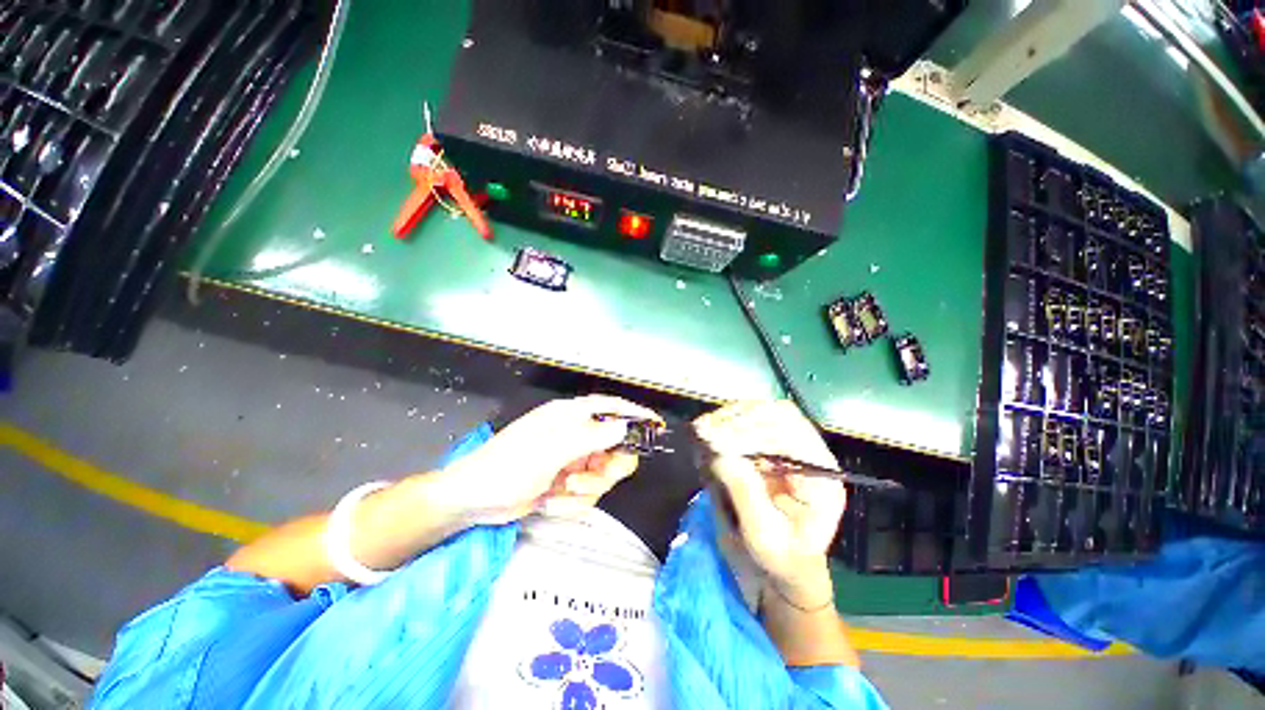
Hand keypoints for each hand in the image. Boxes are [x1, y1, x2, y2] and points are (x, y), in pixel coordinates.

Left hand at [437, 395, 661, 525]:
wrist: (474, 501)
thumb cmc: (508, 466)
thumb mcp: (550, 451)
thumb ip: (590, 437)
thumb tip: (624, 425)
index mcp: (570, 417)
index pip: (610, 407)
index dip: (634, 413)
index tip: (656, 425)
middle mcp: (575, 436)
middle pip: (614, 448)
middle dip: (605, 469)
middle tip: (584, 479)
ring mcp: (572, 460)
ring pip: (603, 476)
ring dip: (584, 490)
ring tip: (560, 491)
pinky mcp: (566, 482)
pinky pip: (587, 494)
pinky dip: (571, 503)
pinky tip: (550, 502)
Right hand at [694, 401, 845, 607]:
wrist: (780, 570)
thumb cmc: (779, 561)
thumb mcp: (764, 537)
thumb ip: (745, 494)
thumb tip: (720, 454)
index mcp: (821, 478)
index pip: (792, 437)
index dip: (753, 433)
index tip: (716, 439)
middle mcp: (809, 455)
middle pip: (779, 415)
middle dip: (740, 420)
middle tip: (705, 430)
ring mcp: (788, 447)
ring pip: (763, 412)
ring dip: (730, 417)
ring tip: (702, 429)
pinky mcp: (767, 447)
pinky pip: (749, 422)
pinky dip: (725, 423)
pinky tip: (708, 431)